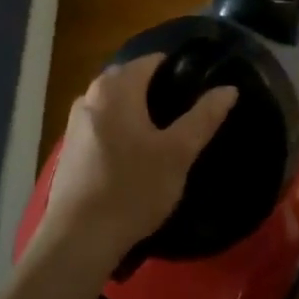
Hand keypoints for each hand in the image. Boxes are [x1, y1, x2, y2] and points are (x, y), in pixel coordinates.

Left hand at [35, 55, 237, 271]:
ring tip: (165, 135)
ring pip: (114, 103)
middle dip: (157, 90)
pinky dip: (120, 129)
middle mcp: (90, 95)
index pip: (152, 61)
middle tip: (186, 114)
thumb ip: (204, 117)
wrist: (79, 238)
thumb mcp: (178, 153)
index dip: (178, 70)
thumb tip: (228, 89)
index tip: (199, 90)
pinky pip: (102, 124)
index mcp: (116, 88)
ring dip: (137, 111)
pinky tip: (135, 156)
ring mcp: (75, 122)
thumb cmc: (133, 188)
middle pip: (130, 79)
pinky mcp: (70, 148)